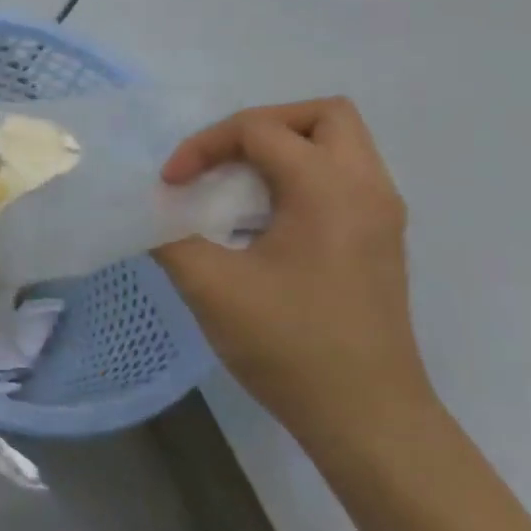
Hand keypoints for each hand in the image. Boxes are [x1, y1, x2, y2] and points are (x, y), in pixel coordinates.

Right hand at [152, 98, 433, 438]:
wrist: (364, 414)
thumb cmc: (288, 344)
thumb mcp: (211, 287)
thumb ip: (169, 236)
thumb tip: (150, 212)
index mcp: (329, 190)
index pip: (261, 130)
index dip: (204, 146)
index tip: (171, 186)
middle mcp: (366, 189)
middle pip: (322, 116)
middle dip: (260, 126)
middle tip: (219, 161)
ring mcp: (380, 215)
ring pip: (338, 145)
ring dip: (281, 151)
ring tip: (234, 187)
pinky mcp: (378, 241)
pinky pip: (341, 180)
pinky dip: (298, 178)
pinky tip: (261, 221)